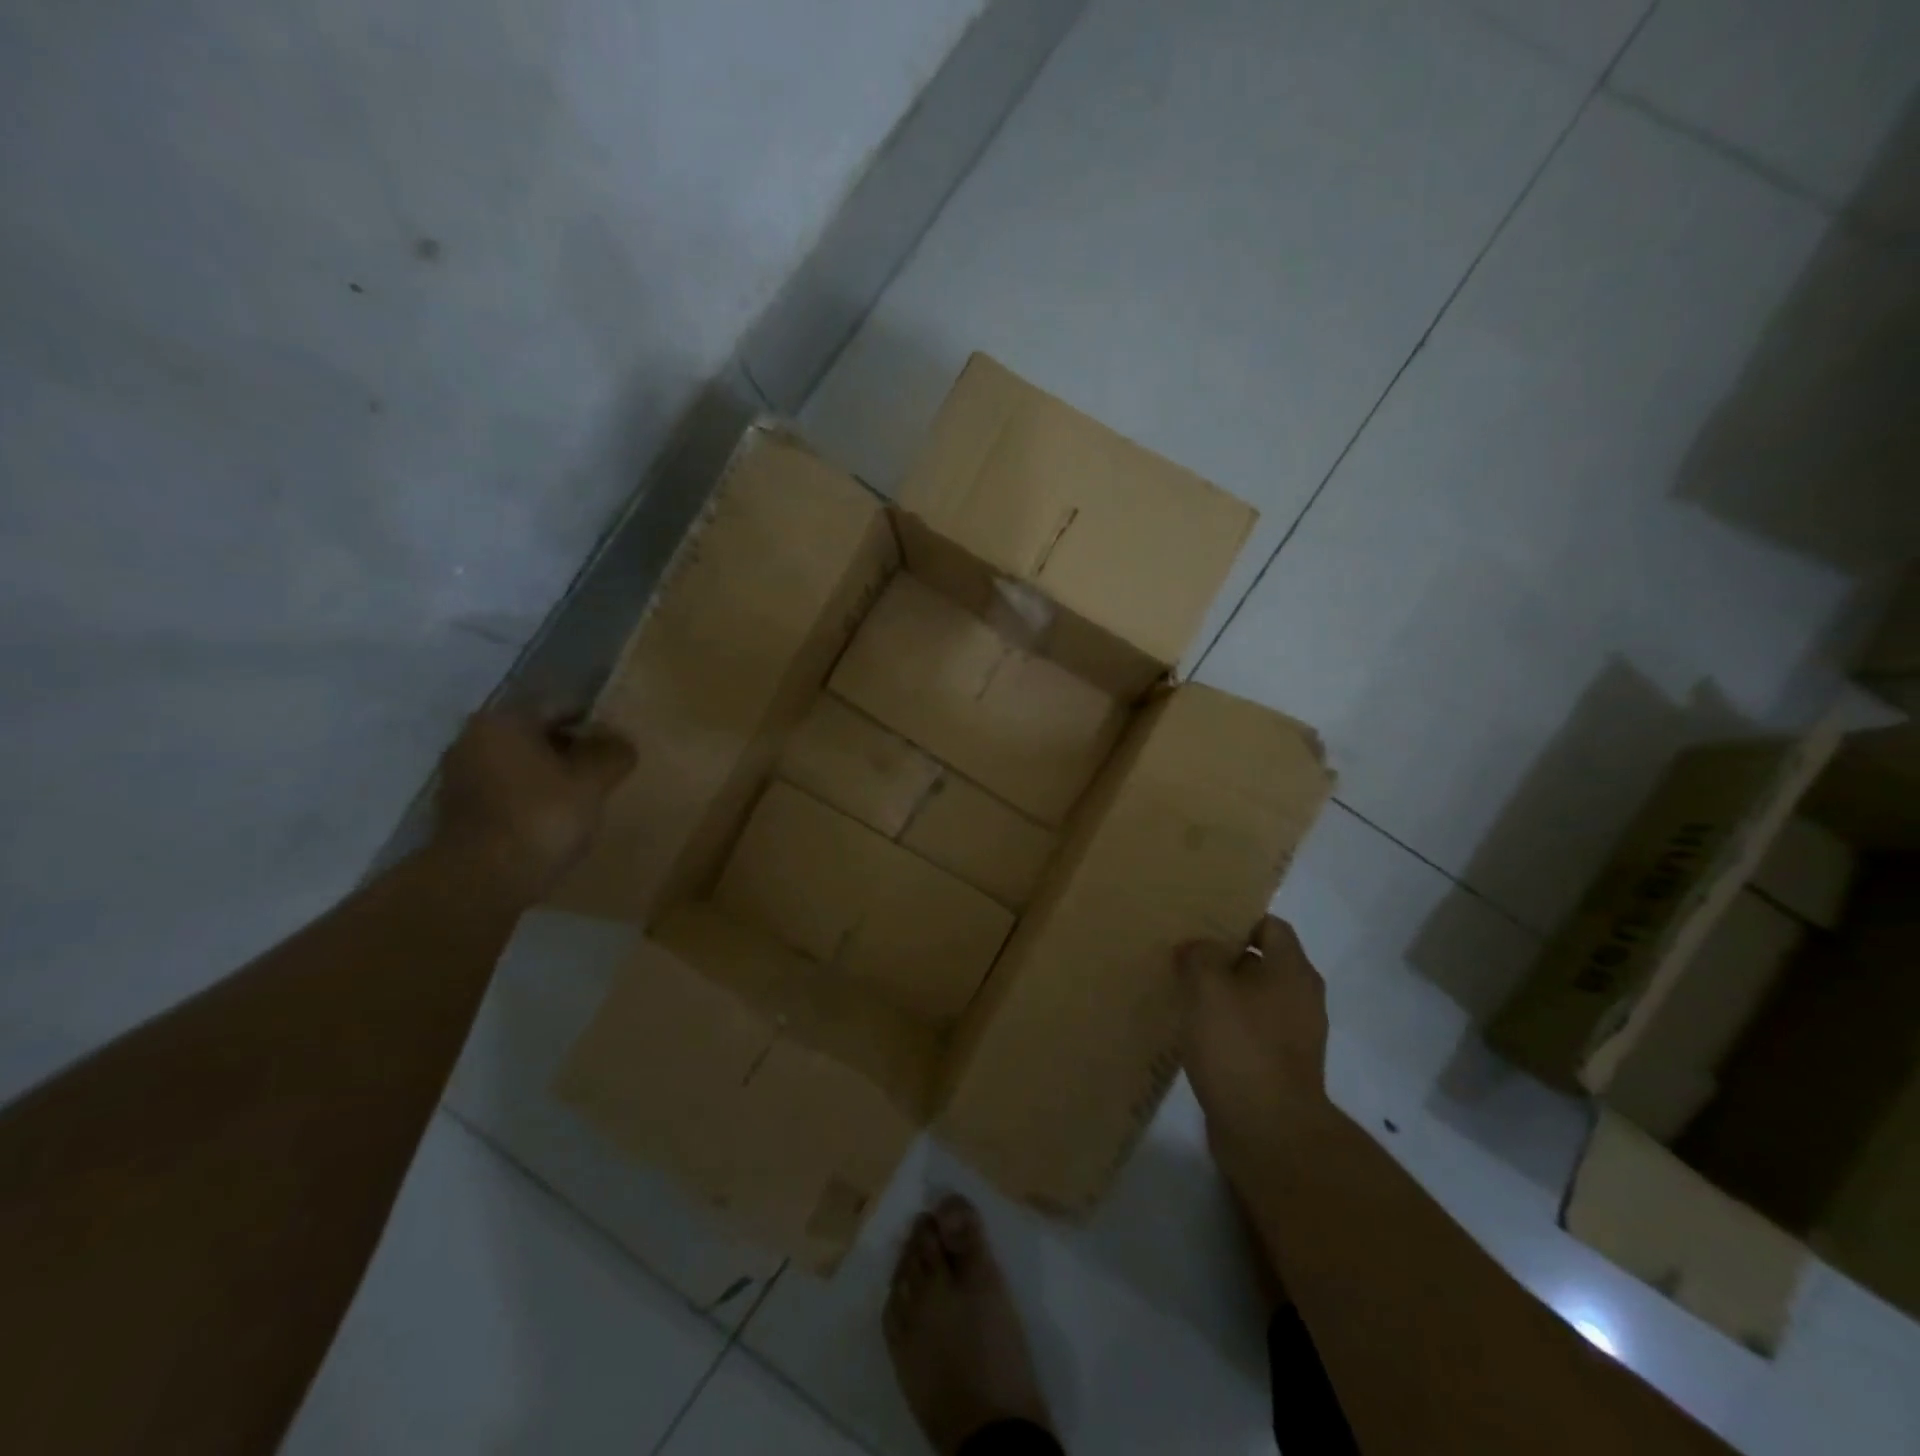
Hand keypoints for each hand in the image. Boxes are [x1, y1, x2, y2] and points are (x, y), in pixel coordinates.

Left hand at [433, 709, 635, 901]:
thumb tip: (623, 742)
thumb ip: (612, 755)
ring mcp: (460, 775)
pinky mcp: (458, 810)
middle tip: (604, 771)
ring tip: (583, 797)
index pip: (561, 708)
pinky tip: (555, 818)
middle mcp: (474, 739)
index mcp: (504, 721)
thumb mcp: (592, 783)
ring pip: (521, 765)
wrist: (481, 880)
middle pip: (537, 736)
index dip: (595, 724)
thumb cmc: (540, 818)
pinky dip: (530, 797)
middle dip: (571, 751)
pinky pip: (507, 791)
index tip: (618, 745)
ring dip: (551, 775)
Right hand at [1179, 915, 1332, 1178]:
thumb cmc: (1240, 1047)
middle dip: (1223, 956)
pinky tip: (1194, 1030)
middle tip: (1183, 952)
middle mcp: (1301, 998)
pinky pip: (1249, 1031)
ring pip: (1252, 998)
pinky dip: (1225, 1026)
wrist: (1269, 1133)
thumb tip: (1198, 947)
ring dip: (1221, 993)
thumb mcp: (1208, 987)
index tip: (1200, 920)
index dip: (1236, 918)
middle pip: (1260, 962)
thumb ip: (1200, 955)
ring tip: (1182, 990)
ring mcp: (1293, 1036)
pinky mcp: (1278, 1067)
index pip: (1270, 926)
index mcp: (1293, 971)